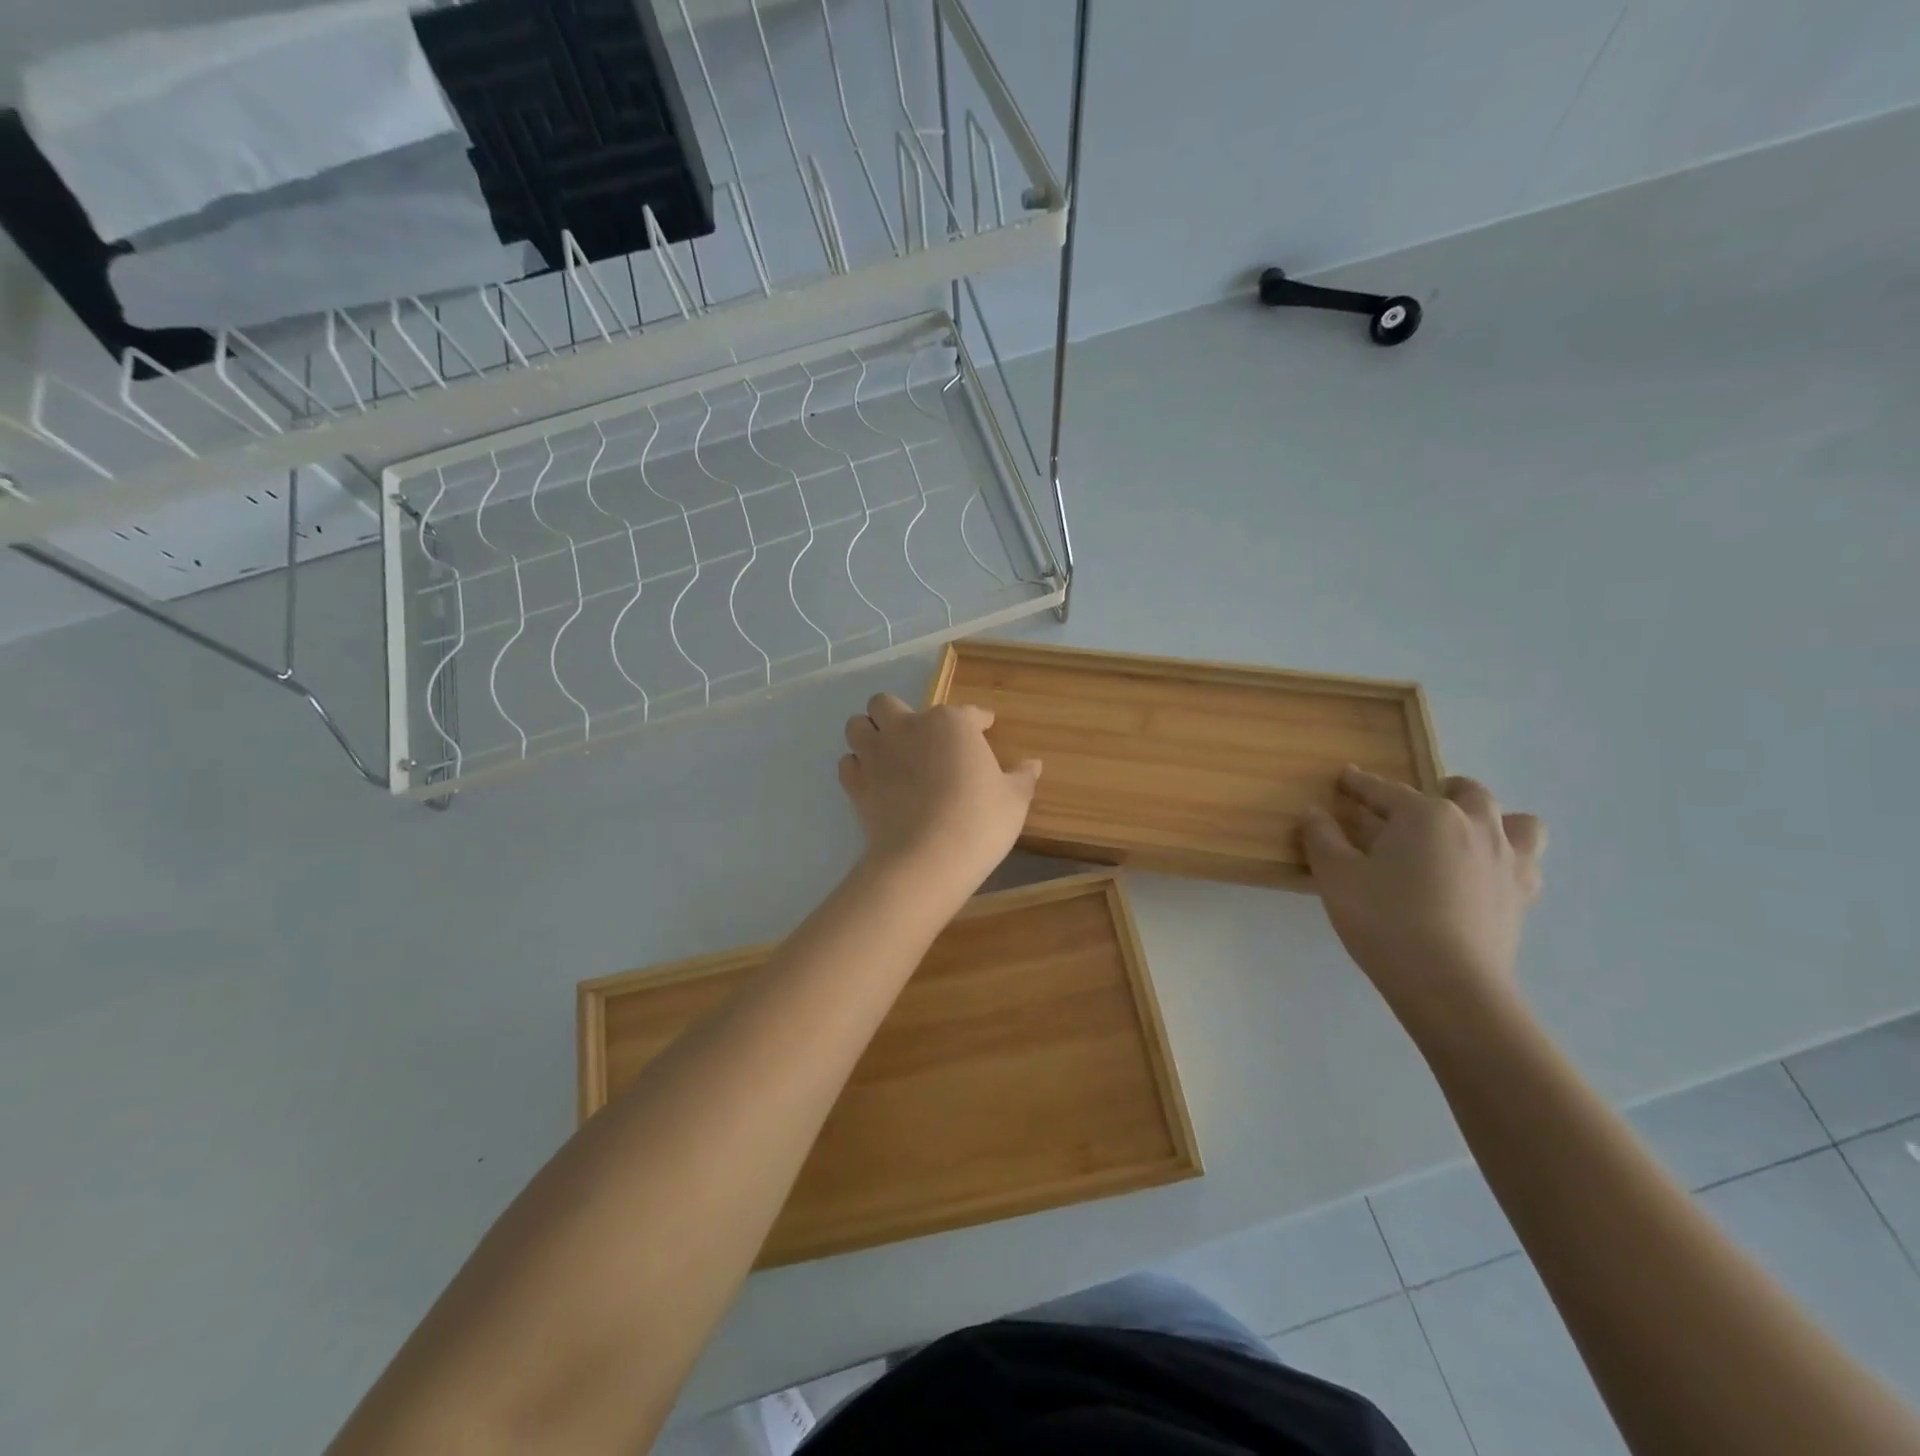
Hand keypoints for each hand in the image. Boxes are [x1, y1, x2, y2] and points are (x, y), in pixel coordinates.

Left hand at [839, 693, 1041, 900]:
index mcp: (951, 723)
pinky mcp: (857, 784)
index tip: (985, 725)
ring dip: (869, 733)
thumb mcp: (1013, 800)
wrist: (928, 858)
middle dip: (898, 714)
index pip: (968, 712)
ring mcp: (877, 754)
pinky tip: (872, 780)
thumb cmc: (979, 821)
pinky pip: (848, 764)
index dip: (979, 719)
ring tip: (886, 752)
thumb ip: (1021, 777)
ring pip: (857, 725)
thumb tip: (1033, 765)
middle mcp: (908, 727)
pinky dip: (857, 768)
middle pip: (887, 703)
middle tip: (916, 736)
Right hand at [1302, 767, 1546, 1021]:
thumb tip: (1315, 812)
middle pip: (1465, 793)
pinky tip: (1484, 875)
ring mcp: (1507, 861)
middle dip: (1440, 790)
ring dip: (1492, 820)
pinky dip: (1508, 859)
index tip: (1345, 777)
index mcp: (1425, 815)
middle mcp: (1474, 826)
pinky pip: (1525, 863)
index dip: (1360, 784)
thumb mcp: (1336, 876)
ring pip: (1516, 822)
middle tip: (1414, 808)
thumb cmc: (1384, 920)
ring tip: (1467, 835)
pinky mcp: (1522, 897)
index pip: (1385, 790)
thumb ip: (1323, 839)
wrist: (1448, 984)